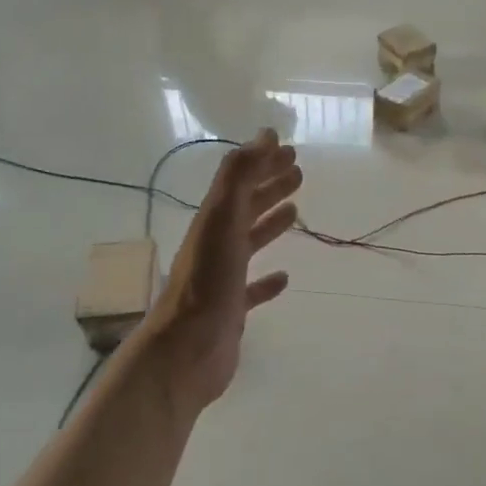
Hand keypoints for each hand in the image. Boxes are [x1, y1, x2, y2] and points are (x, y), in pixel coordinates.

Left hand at [144, 130, 301, 407]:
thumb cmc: (207, 283)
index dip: (263, 164)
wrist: (187, 350)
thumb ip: (240, 176)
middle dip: (270, 187)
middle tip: (298, 173)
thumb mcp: (222, 219)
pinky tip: (284, 278)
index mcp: (214, 221)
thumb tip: (264, 134)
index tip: (290, 150)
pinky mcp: (232, 310)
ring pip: (249, 243)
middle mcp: (217, 245)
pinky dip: (268, 281)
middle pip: (246, 208)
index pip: (241, 182)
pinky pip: (253, 288)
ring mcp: (223, 279)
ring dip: (269, 224)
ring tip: (295, 212)